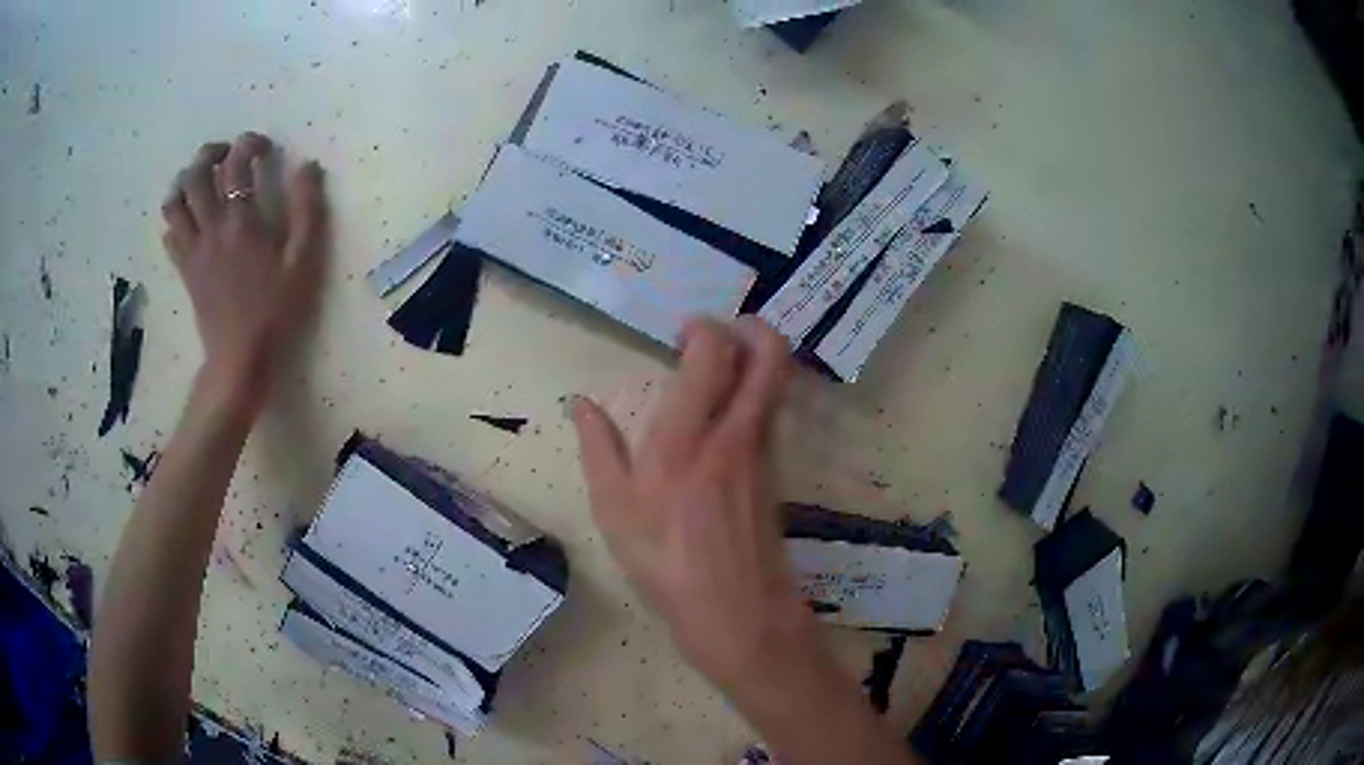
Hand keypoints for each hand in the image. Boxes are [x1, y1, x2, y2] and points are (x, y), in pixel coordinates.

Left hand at [160, 132, 327, 408]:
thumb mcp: (304, 262)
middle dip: (210, 154)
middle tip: (226, 154)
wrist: (239, 360)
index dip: (249, 144)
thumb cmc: (275, 313)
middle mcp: (210, 228)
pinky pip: (170, 235)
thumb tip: (308, 167)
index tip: (263, 146)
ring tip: (201, 181)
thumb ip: (307, 210)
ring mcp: (193, 251)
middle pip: (195, 175)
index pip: (237, 163)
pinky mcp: (185, 271)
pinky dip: (177, 219)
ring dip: (185, 182)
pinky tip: (191, 221)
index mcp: (241, 222)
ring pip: (174, 203)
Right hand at [573, 316, 816, 691]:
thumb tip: (581, 403)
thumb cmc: (664, 562)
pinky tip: (728, 412)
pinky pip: (774, 410)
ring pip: (778, 379)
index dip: (703, 327)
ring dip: (757, 357)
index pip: (714, 351)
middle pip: (770, 353)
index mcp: (686, 437)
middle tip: (720, 333)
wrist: (736, 609)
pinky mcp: (776, 469)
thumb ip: (598, 447)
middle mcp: (736, 430)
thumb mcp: (613, 509)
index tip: (681, 335)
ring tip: (721, 369)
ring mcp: (764, 449)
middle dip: (751, 326)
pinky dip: (759, 391)